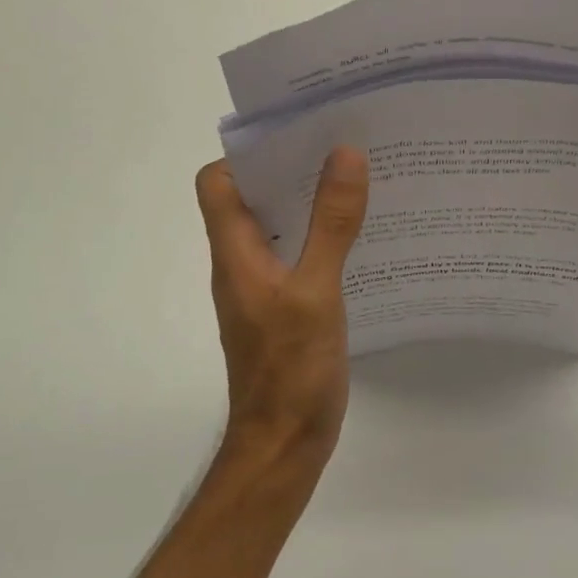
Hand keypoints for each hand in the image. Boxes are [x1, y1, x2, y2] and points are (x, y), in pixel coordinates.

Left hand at [195, 148, 369, 459]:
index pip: (217, 183)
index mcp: (235, 253)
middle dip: (290, 169)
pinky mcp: (284, 309)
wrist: (284, 444)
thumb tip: (344, 154)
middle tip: (342, 147)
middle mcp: (241, 264)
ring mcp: (262, 289)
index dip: (249, 153)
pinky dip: (321, 239)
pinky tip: (360, 240)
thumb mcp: (316, 292)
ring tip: (357, 182)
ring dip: (309, 203)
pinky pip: (298, 257)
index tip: (297, 133)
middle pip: (251, 199)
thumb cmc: (291, 369)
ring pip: (277, 228)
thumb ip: (330, 225)